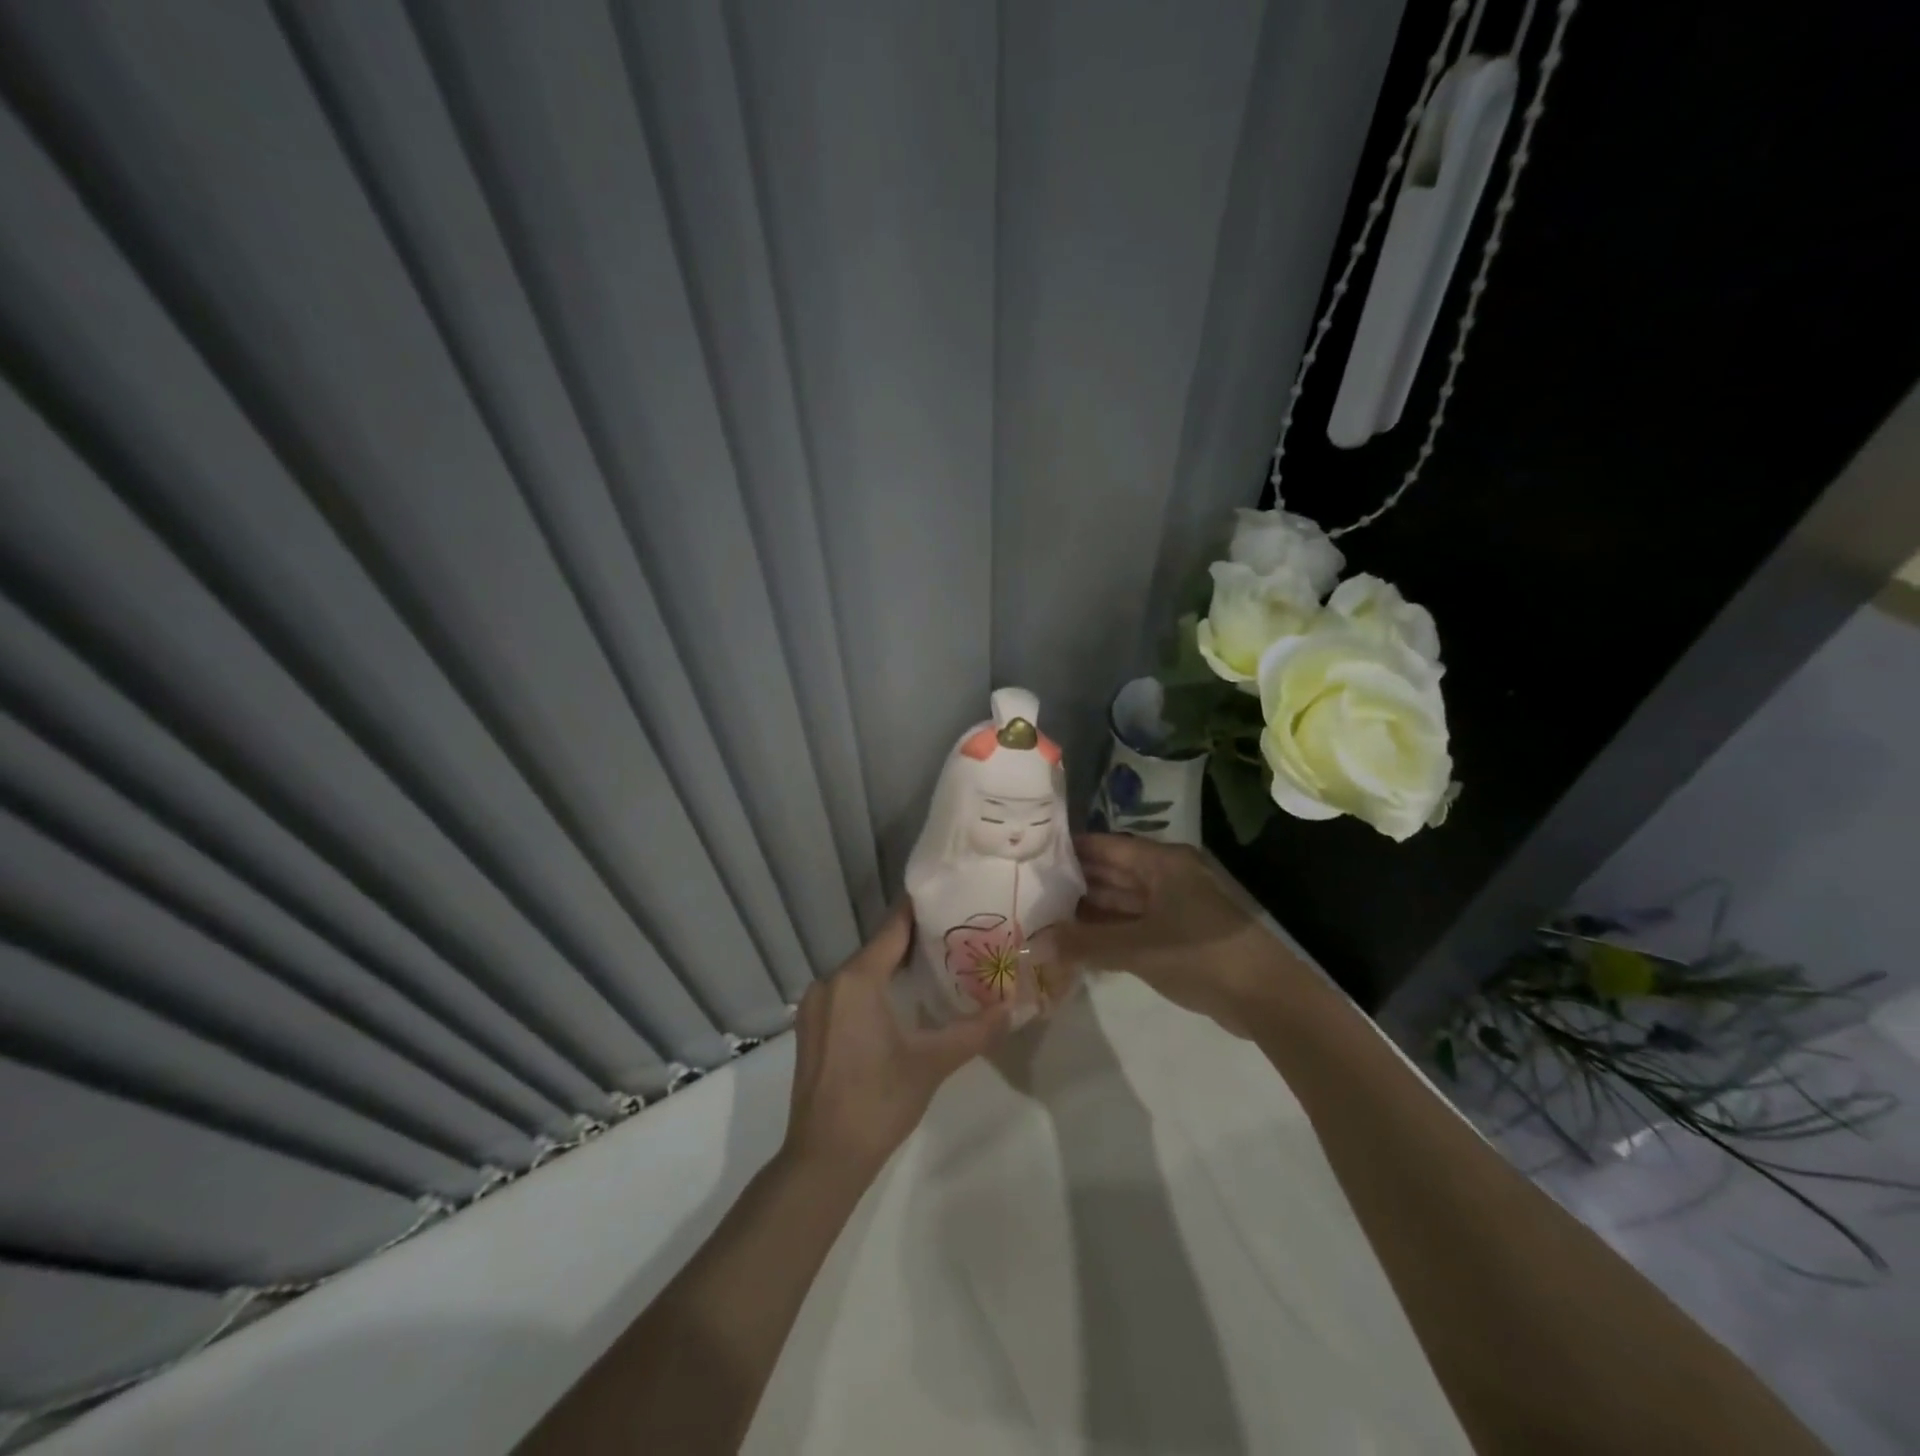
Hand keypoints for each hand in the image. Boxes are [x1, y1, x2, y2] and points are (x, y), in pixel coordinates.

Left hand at [784, 903, 1012, 1179]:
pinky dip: (873, 988)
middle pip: (877, 949)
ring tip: (934, 965)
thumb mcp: (932, 1063)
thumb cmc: (879, 1101)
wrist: (823, 1157)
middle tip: (954, 936)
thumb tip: (1015, 1008)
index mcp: (856, 979)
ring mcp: (815, 1005)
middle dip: (913, 942)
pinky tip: (899, 1001)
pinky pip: (847, 992)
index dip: (920, 912)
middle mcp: (830, 982)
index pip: (893, 929)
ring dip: (892, 967)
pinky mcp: (811, 1028)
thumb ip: (975, 1031)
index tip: (948, 897)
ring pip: (861, 972)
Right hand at [1046, 834, 1297, 1034]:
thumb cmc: (1201, 955)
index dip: (1068, 850)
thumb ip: (1084, 945)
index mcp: (1160, 862)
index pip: (1104, 846)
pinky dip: (1107, 931)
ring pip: (1120, 901)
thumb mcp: (1138, 949)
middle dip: (1073, 883)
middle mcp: (1165, 876)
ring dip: (1087, 911)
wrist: (1266, 997)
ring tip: (1044, 917)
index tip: (1030, 857)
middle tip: (1030, 891)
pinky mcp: (1176, 934)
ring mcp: (1172, 906)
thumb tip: (1034, 946)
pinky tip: (1076, 942)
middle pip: (1110, 872)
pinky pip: (1132, 924)